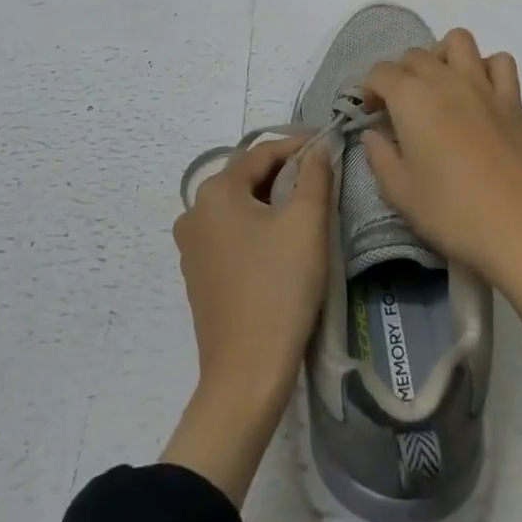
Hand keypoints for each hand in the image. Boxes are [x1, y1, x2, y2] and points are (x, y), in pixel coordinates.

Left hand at [163, 135, 331, 502]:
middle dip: (286, 173)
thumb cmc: (279, 288)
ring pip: (240, 206)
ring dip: (272, 201)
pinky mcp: (198, 274)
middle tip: (323, 179)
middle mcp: (195, 210)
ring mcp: (192, 245)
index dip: (298, 146)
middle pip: (248, 177)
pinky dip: (257, 227)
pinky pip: (231, 233)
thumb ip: (315, 175)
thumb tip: (318, 148)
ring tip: (307, 208)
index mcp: (216, 191)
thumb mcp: (307, 223)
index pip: (263, 152)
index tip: (329, 147)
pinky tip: (282, 242)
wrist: (246, 375)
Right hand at [363, 28, 521, 370]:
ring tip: (439, 86)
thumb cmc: (452, 211)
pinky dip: (486, 67)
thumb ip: (379, 156)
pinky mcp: (513, 99)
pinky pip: (499, 63)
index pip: (380, 72)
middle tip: (400, 109)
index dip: (369, 89)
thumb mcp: (400, 192)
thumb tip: (374, 134)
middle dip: (400, 74)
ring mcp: (483, 85)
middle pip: (415, 54)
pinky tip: (480, 93)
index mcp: (411, 97)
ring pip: (458, 41)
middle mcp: (445, 79)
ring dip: (442, 55)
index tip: (372, 114)